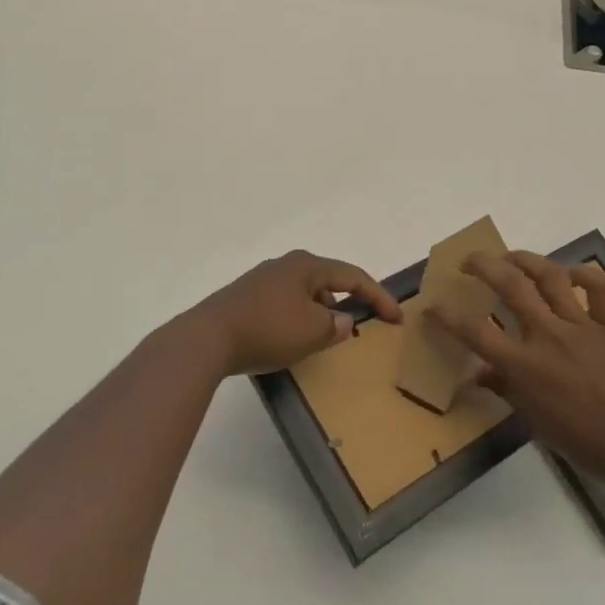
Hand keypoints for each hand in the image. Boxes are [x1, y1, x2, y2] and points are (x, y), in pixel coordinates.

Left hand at [183, 250, 401, 377]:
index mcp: (307, 265)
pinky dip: (296, 318)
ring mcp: (262, 279)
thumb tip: (342, 321)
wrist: (207, 338)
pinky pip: (283, 304)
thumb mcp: (312, 332)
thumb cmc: (268, 329)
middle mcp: (286, 265)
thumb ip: (335, 325)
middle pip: (327, 281)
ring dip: (319, 313)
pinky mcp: (245, 297)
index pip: (353, 276)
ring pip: (304, 293)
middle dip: (345, 302)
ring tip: (321, 339)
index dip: (379, 296)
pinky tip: (289, 339)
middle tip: (357, 326)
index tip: (396, 318)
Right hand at [431, 251, 604, 490]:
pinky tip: (571, 274)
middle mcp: (548, 336)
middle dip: (483, 265)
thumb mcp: (536, 421)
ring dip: (526, 259)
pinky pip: (600, 287)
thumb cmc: (585, 443)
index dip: (448, 316)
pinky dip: (585, 274)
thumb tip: (478, 374)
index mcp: (525, 366)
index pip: (475, 332)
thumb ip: (506, 390)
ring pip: (549, 276)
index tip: (432, 306)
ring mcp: (581, 326)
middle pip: (509, 285)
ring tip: (511, 257)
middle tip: (470, 261)